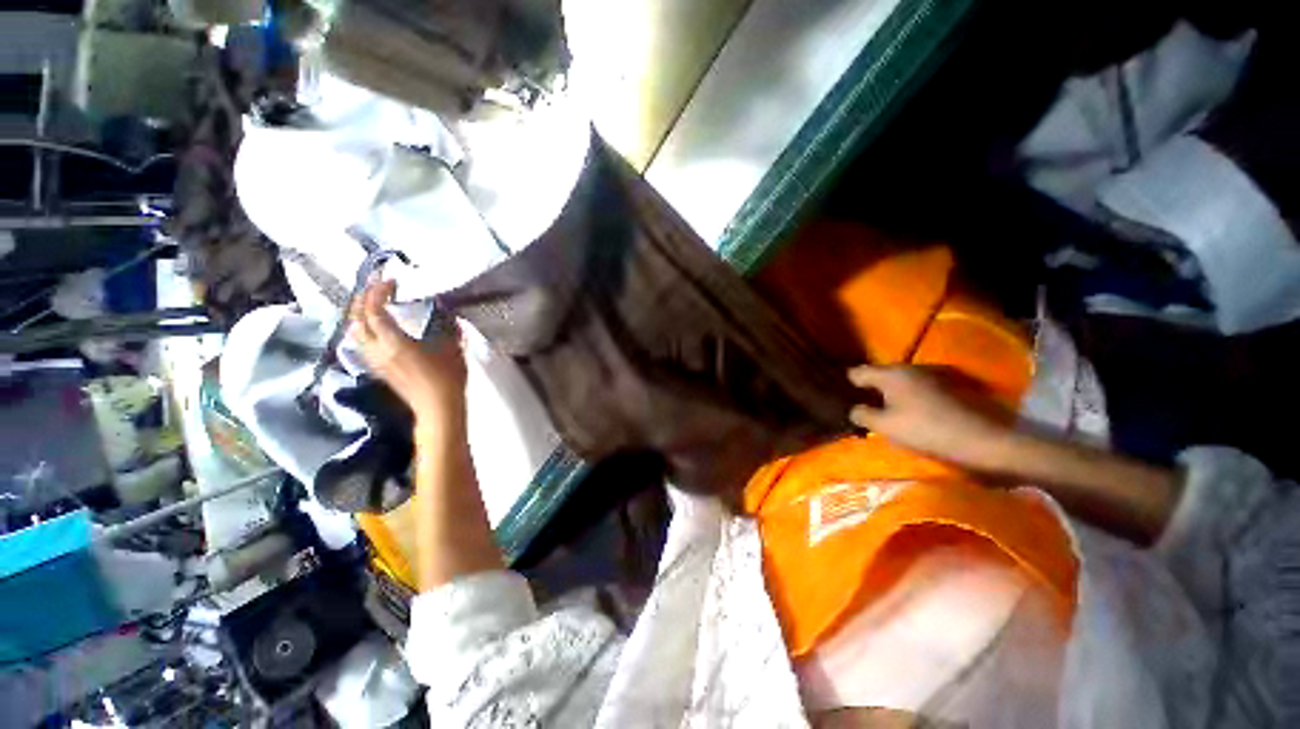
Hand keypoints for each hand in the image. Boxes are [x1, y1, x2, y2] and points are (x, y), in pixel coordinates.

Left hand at [351, 279, 467, 427]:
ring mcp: (374, 360)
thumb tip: (444, 309)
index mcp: (394, 342)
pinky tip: (376, 325)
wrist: (438, 407)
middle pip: (357, 318)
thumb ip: (445, 325)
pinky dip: (364, 326)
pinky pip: (361, 341)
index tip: (391, 280)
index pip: (374, 310)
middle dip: (362, 298)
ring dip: (360, 312)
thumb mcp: (451, 347)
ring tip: (372, 302)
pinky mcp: (378, 368)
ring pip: (355, 331)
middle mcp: (377, 350)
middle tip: (375, 285)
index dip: (378, 291)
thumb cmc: (447, 377)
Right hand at [847, 365, 1016, 470]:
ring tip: (886, 410)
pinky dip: (911, 396)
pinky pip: (919, 387)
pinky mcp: (950, 385)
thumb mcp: (885, 427)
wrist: (985, 440)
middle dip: (871, 388)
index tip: (843, 397)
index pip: (857, 372)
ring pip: (901, 381)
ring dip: (892, 393)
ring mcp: (932, 374)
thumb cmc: (927, 430)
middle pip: (880, 375)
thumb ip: (863, 415)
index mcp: (891, 374)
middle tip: (863, 406)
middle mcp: (910, 367)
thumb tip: (854, 409)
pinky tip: (912, 412)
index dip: (848, 384)